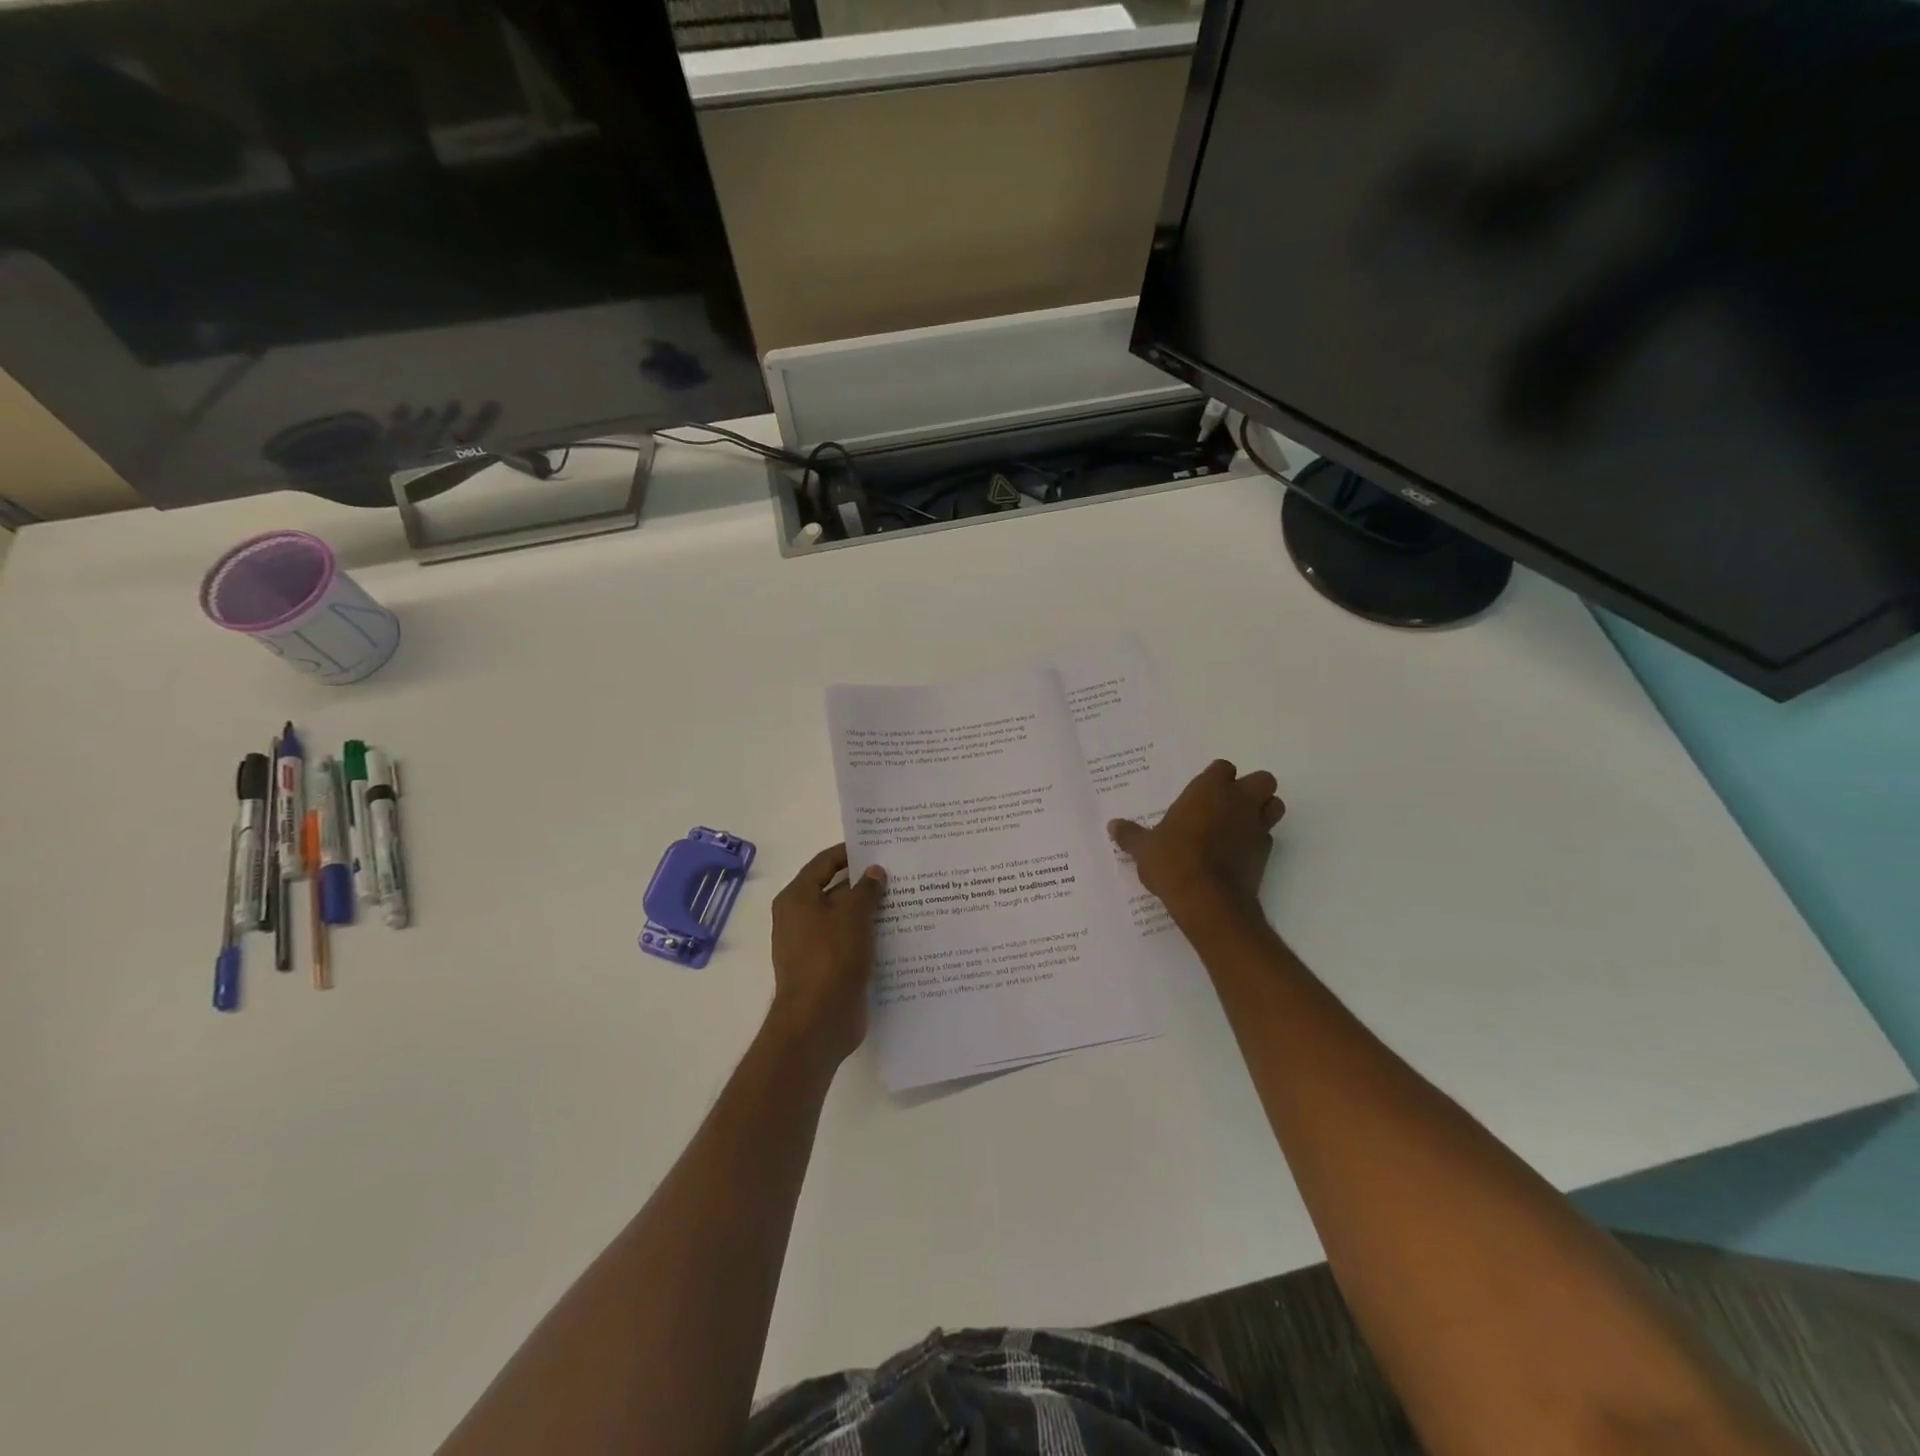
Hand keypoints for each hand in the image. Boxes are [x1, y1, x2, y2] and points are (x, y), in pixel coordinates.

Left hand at [767, 844, 887, 1066]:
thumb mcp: (852, 916)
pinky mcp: (829, 968)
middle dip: (866, 883)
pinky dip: (871, 937)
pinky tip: (901, 933)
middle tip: (901, 873)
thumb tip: (875, 871)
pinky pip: (852, 944)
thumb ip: (865, 890)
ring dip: (872, 912)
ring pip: (847, 919)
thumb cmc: (830, 958)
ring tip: (908, 900)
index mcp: (797, 898)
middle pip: (836, 890)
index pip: (824, 863)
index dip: (850, 853)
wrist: (818, 1021)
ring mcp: (814, 946)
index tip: (879, 846)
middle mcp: (801, 919)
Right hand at [1108, 760, 1284, 921]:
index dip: (1216, 778)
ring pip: (1274, 805)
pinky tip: (1238, 854)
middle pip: (1262, 780)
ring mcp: (1256, 826)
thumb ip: (1131, 835)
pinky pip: (1268, 837)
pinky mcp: (1266, 854)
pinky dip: (1257, 841)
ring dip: (1263, 810)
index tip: (1203, 793)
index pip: (1223, 768)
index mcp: (1208, 790)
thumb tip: (1113, 826)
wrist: (1208, 900)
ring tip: (1239, 826)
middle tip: (1228, 805)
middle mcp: (1238, 801)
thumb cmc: (1173, 861)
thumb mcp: (1144, 848)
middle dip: (1251, 789)